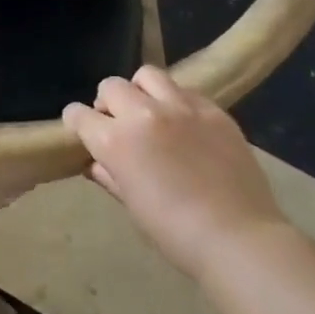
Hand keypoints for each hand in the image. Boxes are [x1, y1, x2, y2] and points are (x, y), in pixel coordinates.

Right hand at [62, 67, 286, 274]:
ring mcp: (181, 107)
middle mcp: (143, 114)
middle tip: (119, 125)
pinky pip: (185, 90)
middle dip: (107, 103)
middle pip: (111, 86)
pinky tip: (185, 124)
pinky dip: (176, 101)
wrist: (238, 238)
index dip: (77, 123)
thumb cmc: (174, 232)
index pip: (78, 114)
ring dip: (141, 91)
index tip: (83, 133)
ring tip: (151, 112)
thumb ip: (109, 175)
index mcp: (115, 141)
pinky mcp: (213, 110)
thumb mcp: (131, 205)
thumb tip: (96, 163)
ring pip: (147, 75)